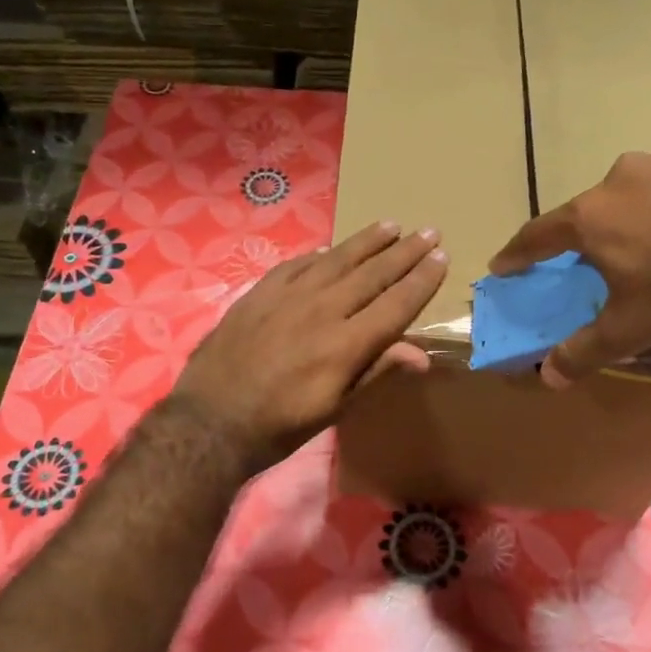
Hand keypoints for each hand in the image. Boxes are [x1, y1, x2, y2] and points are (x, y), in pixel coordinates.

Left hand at [173, 221, 448, 470]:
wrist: (210, 421)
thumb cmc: (280, 425)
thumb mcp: (335, 409)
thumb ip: (375, 372)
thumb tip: (421, 355)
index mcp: (346, 343)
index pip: (396, 303)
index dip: (421, 280)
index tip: (441, 256)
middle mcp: (322, 309)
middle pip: (372, 273)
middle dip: (404, 251)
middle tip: (428, 230)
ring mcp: (288, 296)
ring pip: (336, 259)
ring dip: (367, 241)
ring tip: (390, 225)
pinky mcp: (260, 293)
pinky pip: (296, 265)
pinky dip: (318, 255)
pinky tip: (328, 248)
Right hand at [489, 133, 650, 386]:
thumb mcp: (630, 330)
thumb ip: (584, 351)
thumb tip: (547, 377)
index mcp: (593, 216)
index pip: (540, 234)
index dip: (520, 252)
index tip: (504, 264)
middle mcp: (625, 176)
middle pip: (601, 205)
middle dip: (604, 229)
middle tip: (621, 256)